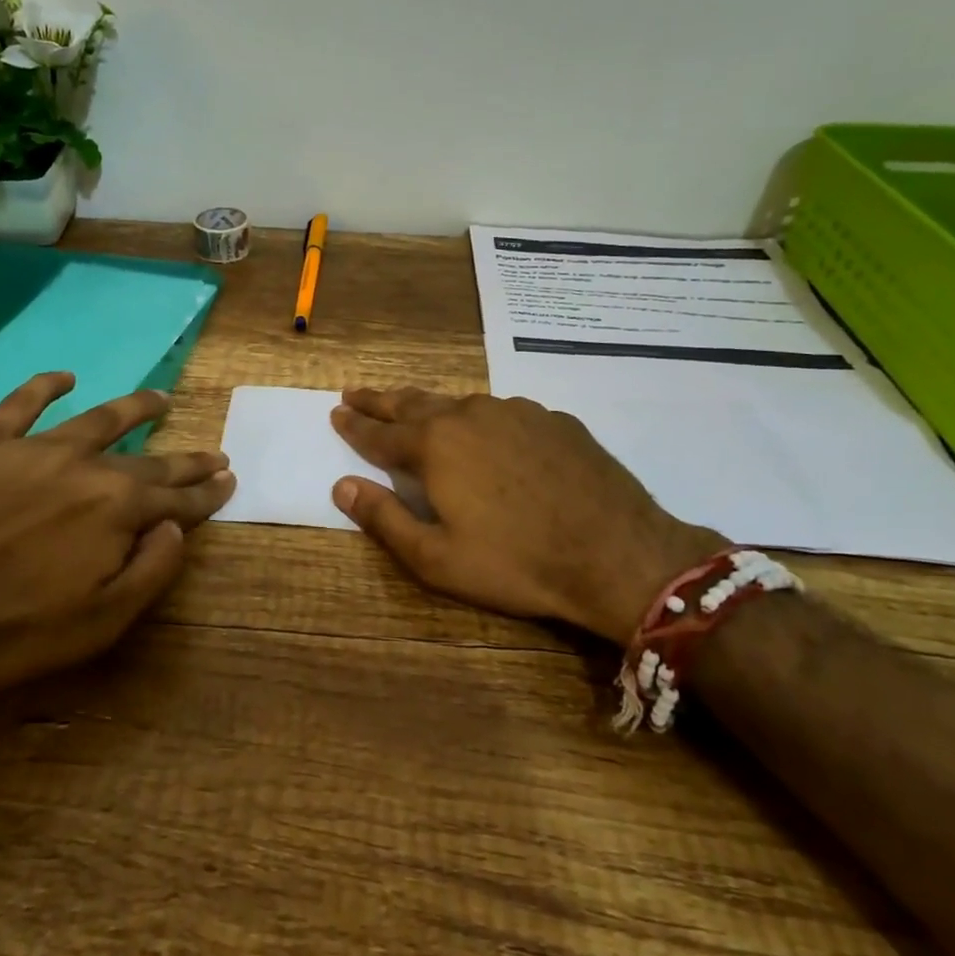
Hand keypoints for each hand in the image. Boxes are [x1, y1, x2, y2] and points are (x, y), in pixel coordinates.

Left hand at [0, 373, 234, 707]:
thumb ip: (149, 572)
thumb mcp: (95, 625)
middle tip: (214, 452)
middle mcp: (85, 467)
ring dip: (134, 408)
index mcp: (116, 511)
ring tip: (160, 399)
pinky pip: (22, 404)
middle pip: (149, 461)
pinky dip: (44, 387)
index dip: (207, 494)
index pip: (177, 500)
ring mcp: (33, 448)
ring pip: (98, 418)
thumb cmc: (1, 631)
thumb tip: (176, 528)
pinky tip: (63, 377)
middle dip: (186, 460)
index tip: (229, 481)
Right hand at [330, 388, 724, 645]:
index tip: (336, 412)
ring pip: (459, 403)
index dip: (354, 424)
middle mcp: (470, 414)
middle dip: (381, 400)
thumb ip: (384, 518)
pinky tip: (487, 435)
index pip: (379, 431)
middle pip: (413, 403)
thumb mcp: (436, 558)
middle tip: (356, 393)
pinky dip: (481, 420)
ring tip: (415, 409)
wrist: (618, 555)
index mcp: (434, 445)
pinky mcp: (554, 420)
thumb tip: (342, 486)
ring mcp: (516, 412)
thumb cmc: (516, 563)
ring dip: (430, 407)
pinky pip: (503, 414)